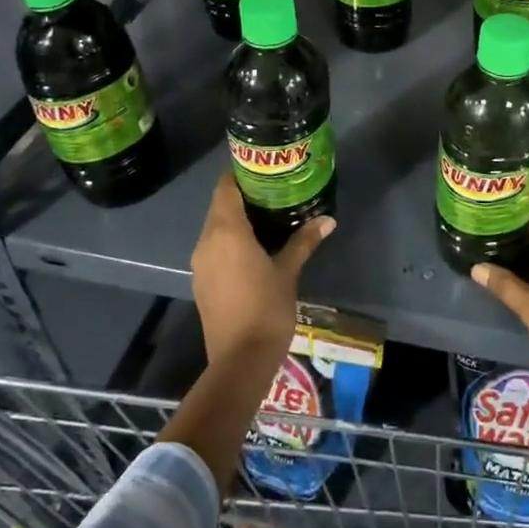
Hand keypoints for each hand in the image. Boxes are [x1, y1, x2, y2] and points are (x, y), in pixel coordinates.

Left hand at [190, 169, 334, 365]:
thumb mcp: (289, 271)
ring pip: (215, 228)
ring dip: (236, 218)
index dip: (240, 173)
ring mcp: (201, 263)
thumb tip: (328, 220)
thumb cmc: (266, 309)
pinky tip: (254, 247)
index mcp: (226, 232)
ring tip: (268, 215)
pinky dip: (230, 240)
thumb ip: (304, 241)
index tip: (262, 167)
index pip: (225, 187)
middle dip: (242, 195)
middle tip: (273, 189)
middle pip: (219, 206)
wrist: (240, 360)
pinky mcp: (202, 282)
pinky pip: (214, 248)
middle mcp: (207, 241)